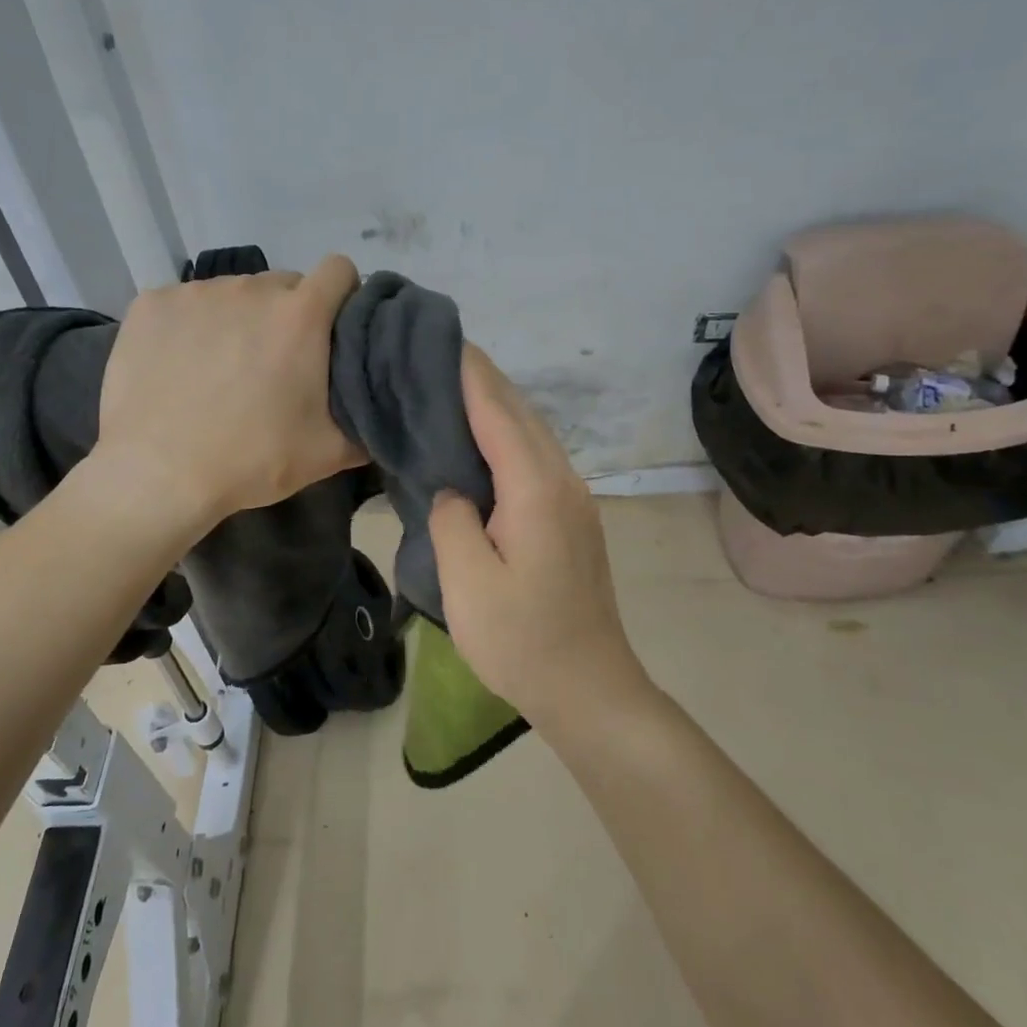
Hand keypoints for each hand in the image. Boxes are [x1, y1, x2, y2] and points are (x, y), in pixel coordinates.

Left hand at [97, 255, 365, 530]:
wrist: (158, 475)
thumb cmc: (250, 461)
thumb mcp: (327, 453)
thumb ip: (366, 422)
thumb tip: (380, 413)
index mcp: (300, 315)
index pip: (339, 270)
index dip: (342, 294)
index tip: (332, 328)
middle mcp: (251, 288)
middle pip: (283, 285)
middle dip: (286, 315)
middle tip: (274, 363)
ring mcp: (196, 292)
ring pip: (232, 293)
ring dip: (237, 319)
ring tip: (220, 368)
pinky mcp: (152, 303)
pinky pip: (185, 303)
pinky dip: (189, 326)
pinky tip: (179, 366)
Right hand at [428, 346, 649, 727]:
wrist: (589, 687)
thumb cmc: (522, 639)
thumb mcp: (467, 583)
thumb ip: (452, 520)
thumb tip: (453, 489)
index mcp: (535, 490)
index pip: (498, 413)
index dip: (470, 375)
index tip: (441, 339)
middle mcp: (561, 481)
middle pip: (521, 414)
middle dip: (483, 380)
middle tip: (437, 357)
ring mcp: (574, 499)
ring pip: (533, 433)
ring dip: (497, 406)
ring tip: (455, 389)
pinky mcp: (573, 518)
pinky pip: (537, 457)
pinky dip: (508, 435)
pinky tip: (484, 442)